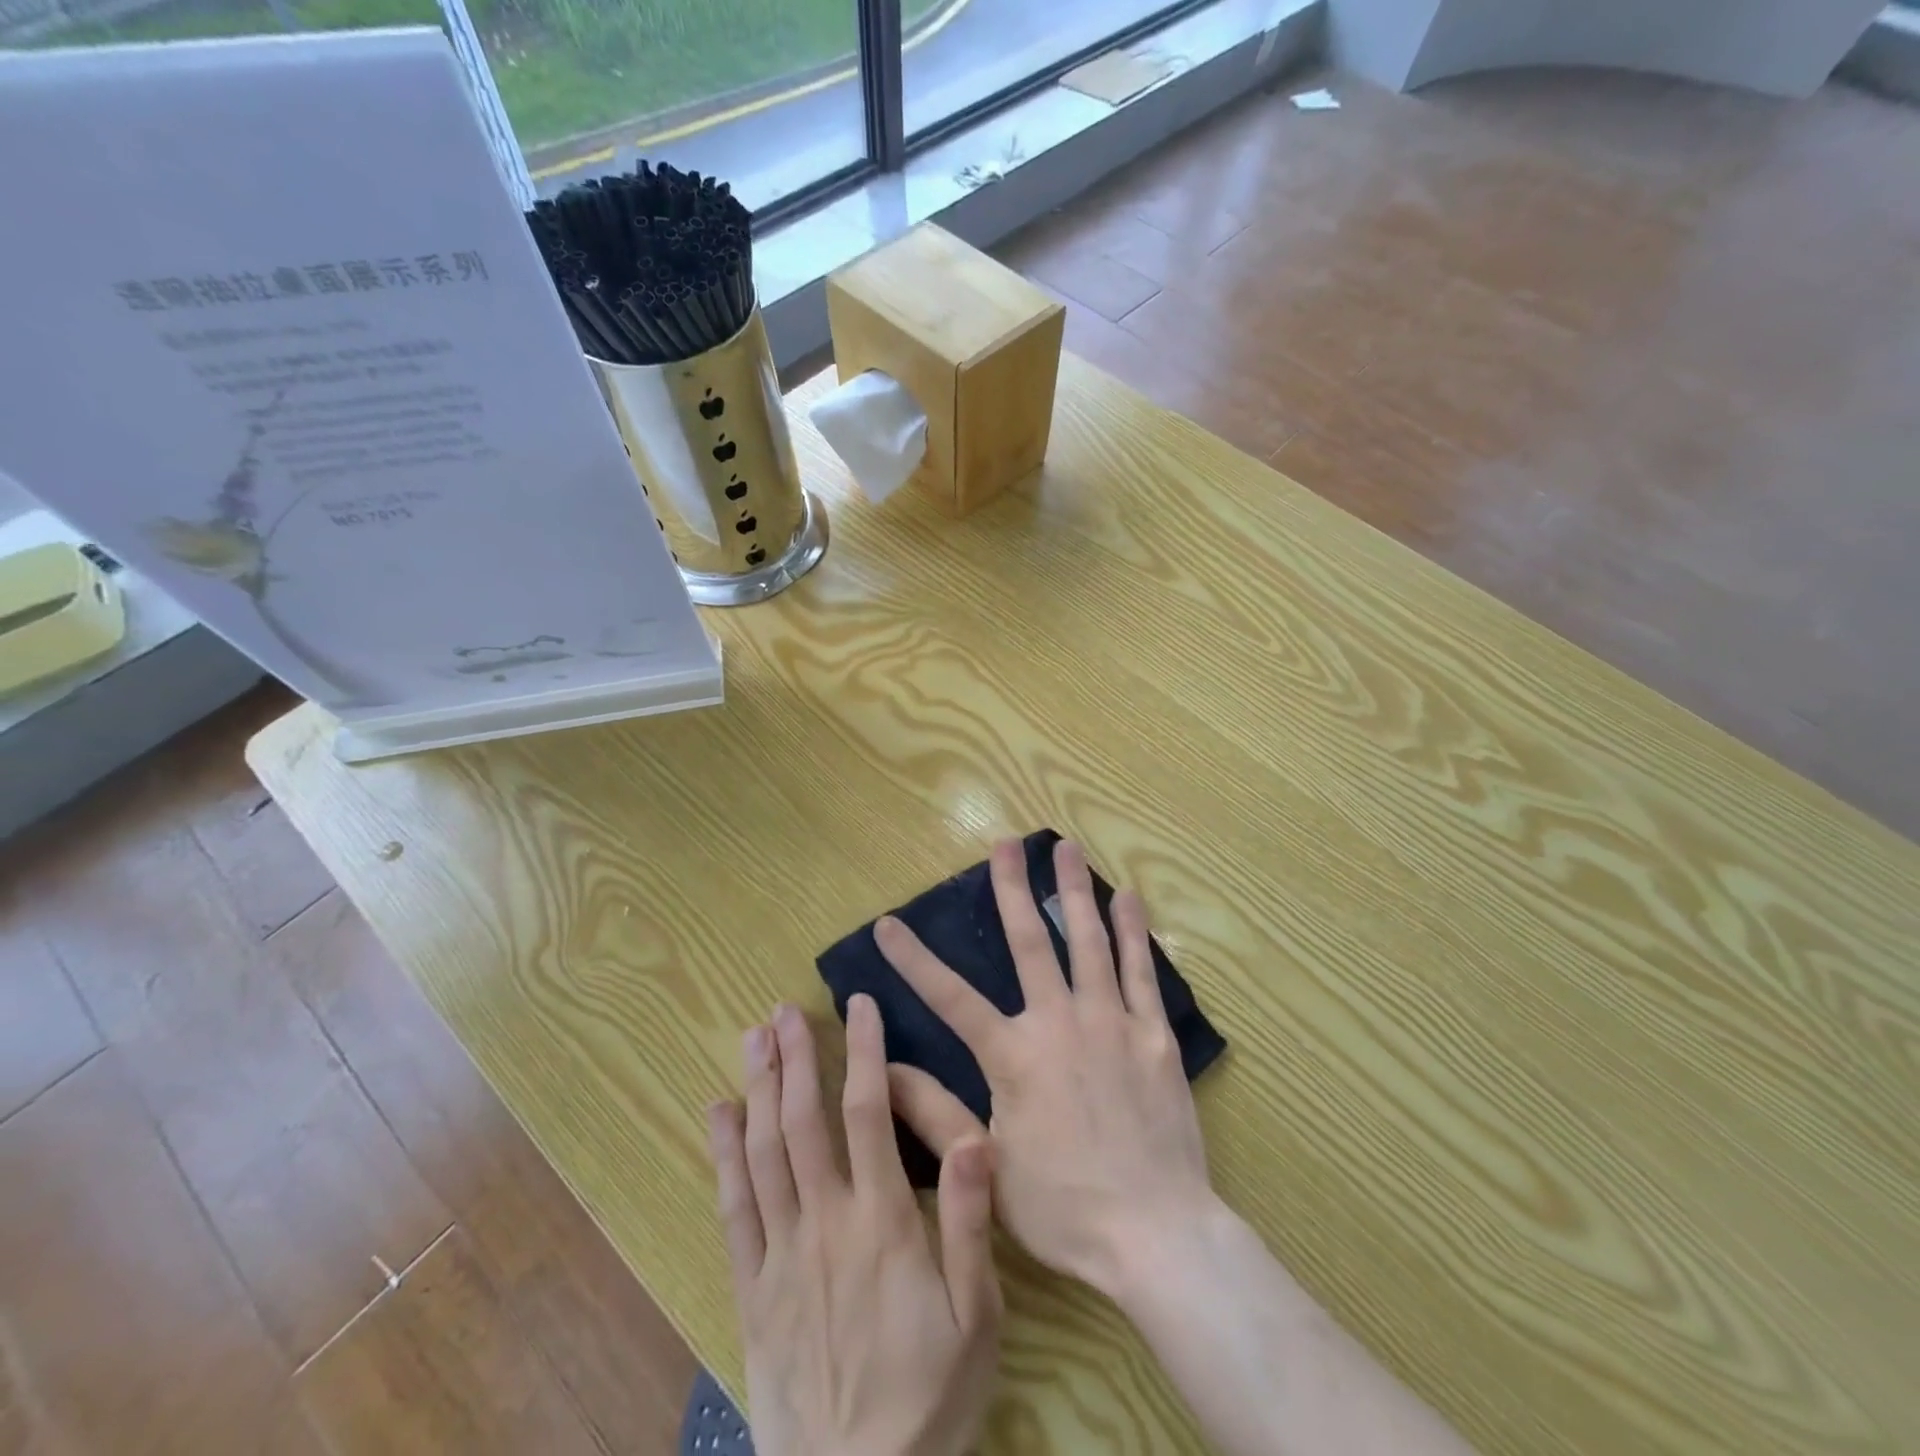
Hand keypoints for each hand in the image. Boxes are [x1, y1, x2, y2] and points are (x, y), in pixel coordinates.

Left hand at [708, 997, 1001, 1455]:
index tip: (859, 1006)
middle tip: (783, 1008)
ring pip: (763, 1153)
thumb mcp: (976, 1316)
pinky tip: (718, 1113)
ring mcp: (781, 1254)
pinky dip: (723, 1155)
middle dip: (794, 1058)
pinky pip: (732, 1209)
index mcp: (881, 1221)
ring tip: (752, 1038)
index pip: (868, 1113)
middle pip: (803, 1122)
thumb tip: (977, 1137)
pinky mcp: (752, 1288)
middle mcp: (825, 1221)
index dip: (863, 1052)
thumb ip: (971, 1223)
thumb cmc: (930, 1397)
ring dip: (757, 1089)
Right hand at [877, 838, 1216, 1299]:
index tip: (888, 922)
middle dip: (1012, 889)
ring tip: (1067, 847)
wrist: (1156, 1234)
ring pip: (1089, 941)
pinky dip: (1132, 931)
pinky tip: (1128, 897)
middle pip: (1030, 942)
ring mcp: (1111, 1021)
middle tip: (1005, 843)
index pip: (950, 997)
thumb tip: (881, 1071)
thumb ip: (933, 1112)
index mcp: (1014, 1055)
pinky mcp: (1153, 1034)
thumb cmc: (1064, 1206)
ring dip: (1074, 891)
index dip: (914, 960)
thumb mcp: (987, 1163)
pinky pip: (1141, 971)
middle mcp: (1059, 1022)